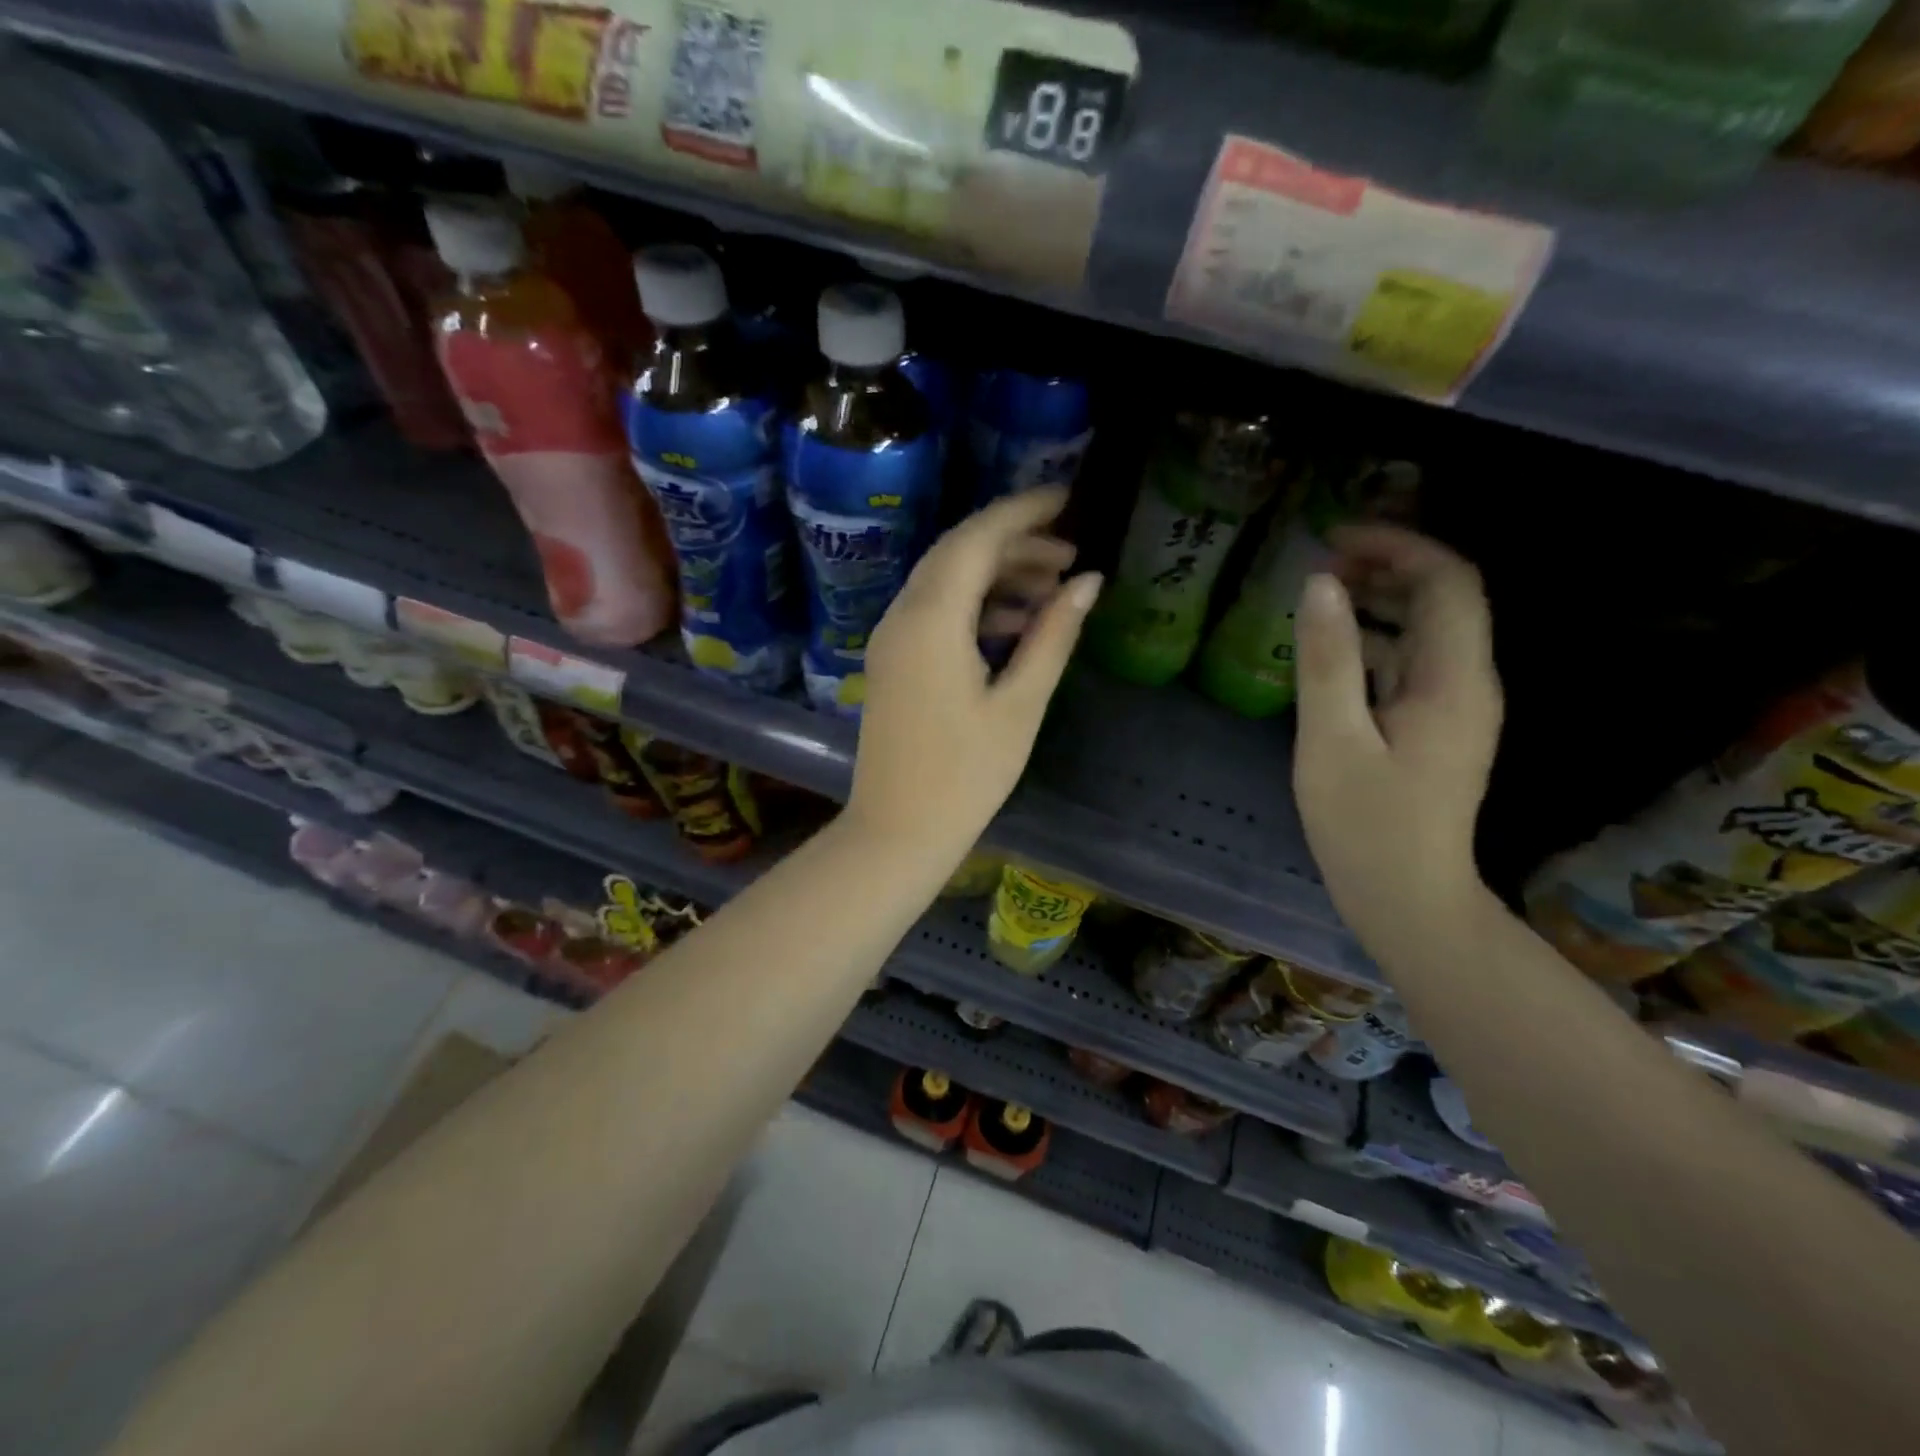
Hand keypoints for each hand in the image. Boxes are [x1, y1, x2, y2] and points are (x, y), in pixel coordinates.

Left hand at [844, 486, 1101, 857]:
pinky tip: (1015, 623)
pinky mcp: (892, 660)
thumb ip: (1052, 636)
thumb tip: (1087, 581)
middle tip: (1070, 554)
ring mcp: (891, 638)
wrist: (897, 830)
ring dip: (996, 575)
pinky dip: (974, 605)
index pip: (977, 538)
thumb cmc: (966, 776)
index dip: (1024, 511)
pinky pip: (934, 611)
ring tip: (1053, 588)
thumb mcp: (1020, 704)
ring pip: (945, 581)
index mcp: (932, 620)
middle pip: (958, 552)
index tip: (1068, 498)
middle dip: (1015, 542)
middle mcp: (902, 615)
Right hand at [1292, 524, 1502, 958]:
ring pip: (1427, 630)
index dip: (1398, 545)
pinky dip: (1375, 641)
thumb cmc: (1364, 825)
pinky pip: (1412, 663)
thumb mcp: (1331, 740)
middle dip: (1387, 566)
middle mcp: (1467, 683)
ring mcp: (1455, 707)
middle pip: (1444, 598)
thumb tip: (1320, 583)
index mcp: (1452, 681)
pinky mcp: (1436, 727)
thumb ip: (1326, 660)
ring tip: (1319, 596)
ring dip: (1379, 601)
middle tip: (1320, 563)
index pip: (1447, 582)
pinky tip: (1330, 652)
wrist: (1407, 898)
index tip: (1335, 539)